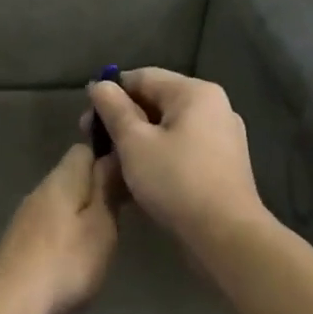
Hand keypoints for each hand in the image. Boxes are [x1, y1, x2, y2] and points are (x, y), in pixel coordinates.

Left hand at [0, 144, 120, 313]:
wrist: (11, 305)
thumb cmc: (66, 262)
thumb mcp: (100, 225)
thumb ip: (107, 189)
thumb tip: (113, 155)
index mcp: (61, 180)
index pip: (83, 150)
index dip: (107, 157)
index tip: (129, 175)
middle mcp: (39, 192)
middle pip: (71, 177)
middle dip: (95, 188)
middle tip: (124, 211)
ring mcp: (25, 219)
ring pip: (60, 204)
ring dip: (81, 214)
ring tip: (105, 235)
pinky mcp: (18, 245)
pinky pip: (49, 227)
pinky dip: (66, 235)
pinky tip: (77, 257)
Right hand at [86, 69, 266, 250]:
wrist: (225, 235)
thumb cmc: (176, 181)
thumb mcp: (134, 142)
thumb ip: (114, 109)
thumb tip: (99, 85)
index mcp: (195, 93)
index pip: (142, 77)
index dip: (110, 93)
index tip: (87, 119)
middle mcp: (214, 107)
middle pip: (156, 101)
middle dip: (122, 119)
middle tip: (94, 143)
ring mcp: (221, 136)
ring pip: (168, 128)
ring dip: (137, 140)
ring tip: (112, 162)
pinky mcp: (222, 164)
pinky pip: (182, 148)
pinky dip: (158, 155)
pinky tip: (139, 176)